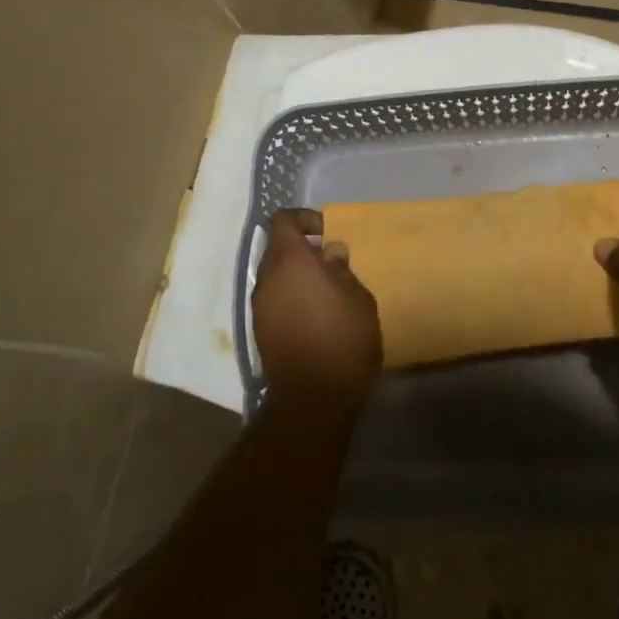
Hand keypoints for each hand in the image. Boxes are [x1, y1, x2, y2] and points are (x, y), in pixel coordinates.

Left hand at [252, 209, 381, 414]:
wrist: (313, 399)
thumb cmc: (343, 340)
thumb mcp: (358, 299)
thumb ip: (342, 270)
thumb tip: (331, 252)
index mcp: (290, 261)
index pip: (284, 220)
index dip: (305, 219)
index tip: (327, 233)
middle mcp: (267, 278)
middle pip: (278, 248)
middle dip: (303, 250)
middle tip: (332, 265)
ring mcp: (259, 305)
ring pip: (275, 276)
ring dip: (296, 276)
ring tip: (326, 294)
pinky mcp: (259, 330)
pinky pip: (274, 299)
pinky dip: (290, 297)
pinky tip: (314, 316)